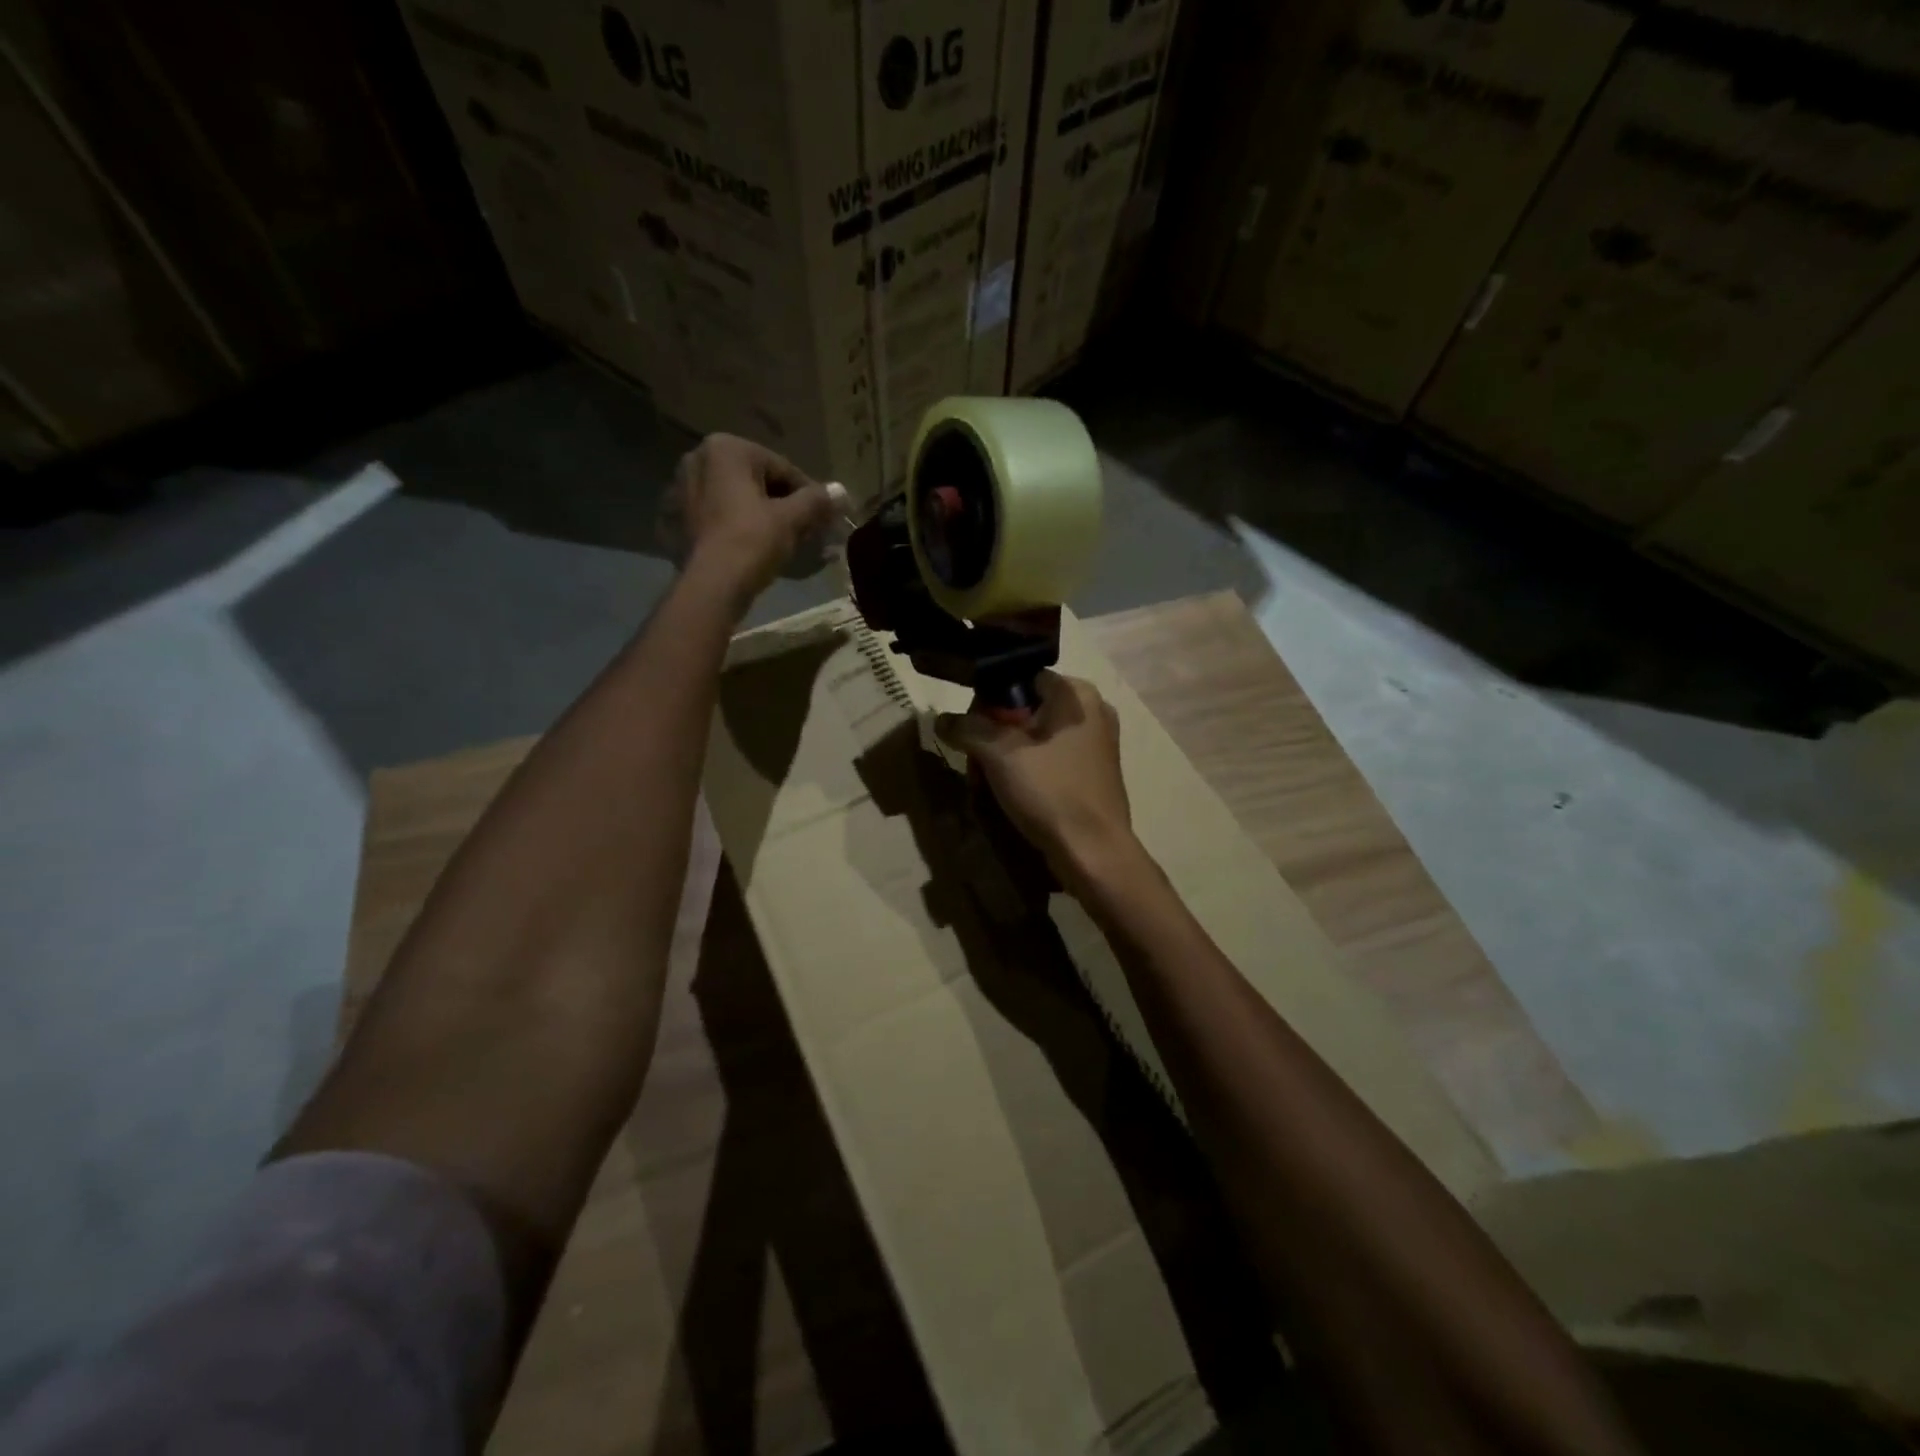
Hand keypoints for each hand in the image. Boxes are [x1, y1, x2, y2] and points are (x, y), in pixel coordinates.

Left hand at [673, 434, 838, 611]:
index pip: (782, 468)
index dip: (808, 494)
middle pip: (758, 481)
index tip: (825, 516)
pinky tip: (757, 547)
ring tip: (787, 541)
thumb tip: (842, 491)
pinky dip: (741, 526)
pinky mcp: (680, 518)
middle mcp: (699, 458)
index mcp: (727, 449)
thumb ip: (817, 500)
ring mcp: (684, 489)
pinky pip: (721, 516)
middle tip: (808, 530)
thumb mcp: (792, 518)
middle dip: (785, 504)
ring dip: (764, 516)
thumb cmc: (752, 541)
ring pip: (739, 499)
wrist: (713, 585)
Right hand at [934, 674, 1136, 889]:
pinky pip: (1051, 760)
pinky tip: (1011, 795)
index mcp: (1076, 694)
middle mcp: (1092, 711)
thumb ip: (967, 728)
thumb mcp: (999, 754)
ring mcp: (1097, 744)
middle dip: (994, 735)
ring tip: (987, 784)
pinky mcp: (1094, 773)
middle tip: (976, 764)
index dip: (988, 701)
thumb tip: (941, 719)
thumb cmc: (1050, 791)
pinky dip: (1028, 771)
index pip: (1019, 678)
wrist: (1093, 852)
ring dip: (1007, 757)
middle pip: (1026, 709)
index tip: (969, 730)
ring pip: (1036, 738)